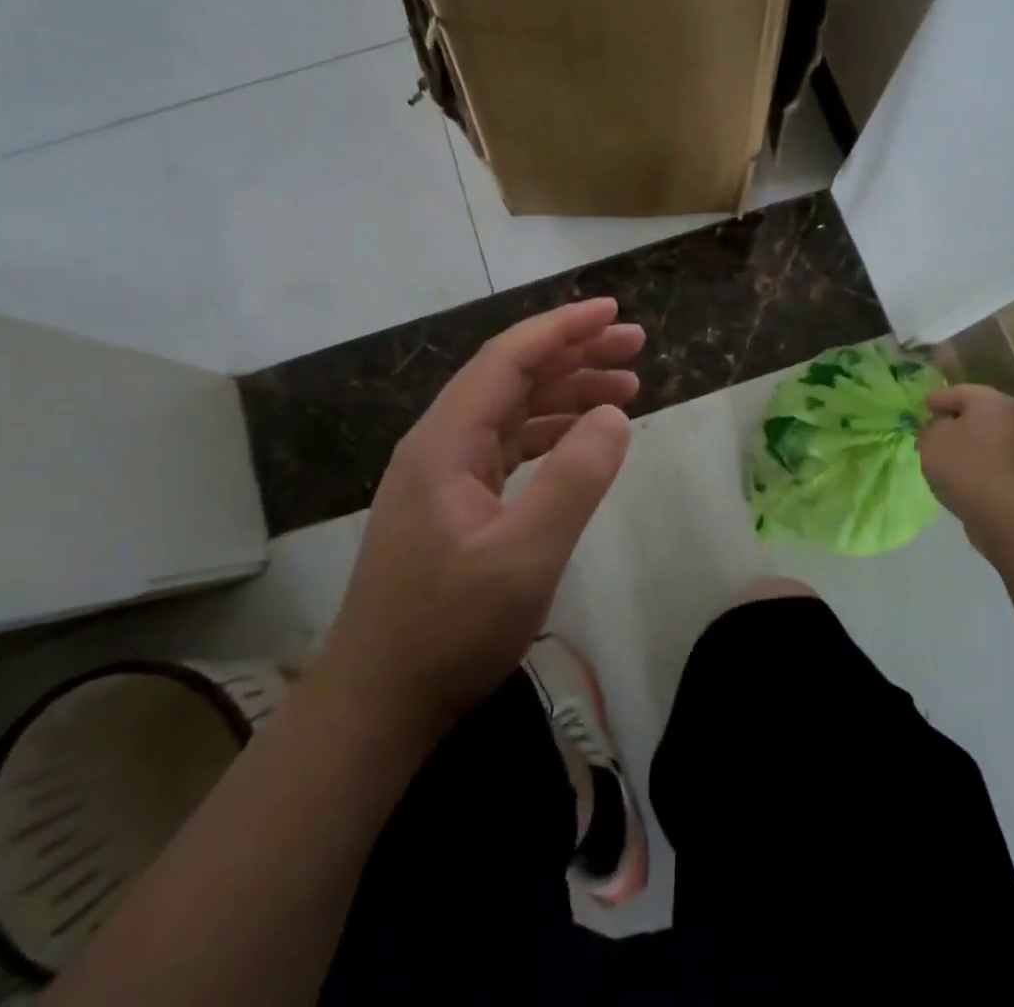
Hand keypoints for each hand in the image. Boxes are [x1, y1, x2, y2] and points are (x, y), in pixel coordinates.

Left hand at [317, 298, 640, 737]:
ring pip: (512, 410)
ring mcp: (444, 473)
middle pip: (512, 376)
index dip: (562, 328)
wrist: (378, 701)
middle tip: (635, 347)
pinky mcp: (453, 501)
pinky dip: (551, 432)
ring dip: (567, 392)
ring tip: (626, 388)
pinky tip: (584, 438)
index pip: (508, 359)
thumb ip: (573, 481)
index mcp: (446, 441)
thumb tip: (614, 417)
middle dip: (574, 354)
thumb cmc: (449, 630)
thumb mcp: (524, 558)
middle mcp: (441, 443)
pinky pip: (508, 445)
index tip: (613, 312)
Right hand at [917, 385, 1013, 549]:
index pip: (958, 392)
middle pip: (978, 413)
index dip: (936, 400)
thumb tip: (941, 428)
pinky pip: (997, 458)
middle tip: (933, 431)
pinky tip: (964, 473)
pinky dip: (981, 461)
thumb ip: (931, 427)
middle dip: (955, 421)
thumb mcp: (931, 440)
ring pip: (989, 436)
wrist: (1006, 513)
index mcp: (992, 400)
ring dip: (970, 442)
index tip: (922, 409)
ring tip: (947, 456)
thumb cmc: (964, 465)